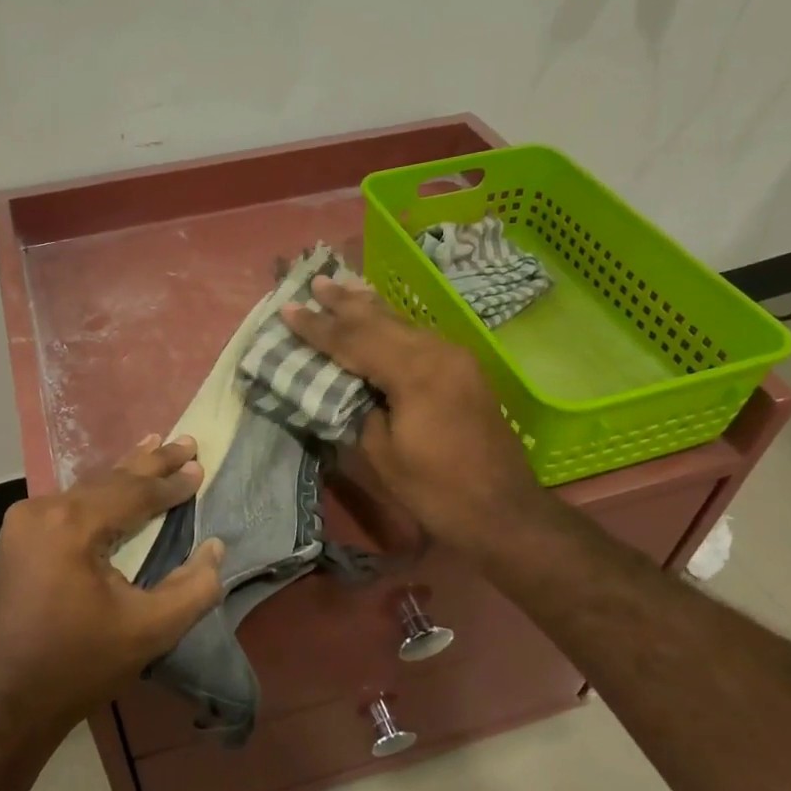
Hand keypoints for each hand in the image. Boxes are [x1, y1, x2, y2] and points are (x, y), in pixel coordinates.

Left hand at [0, 436, 225, 748]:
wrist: (2, 704)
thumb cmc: (78, 667)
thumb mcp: (148, 631)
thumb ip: (193, 588)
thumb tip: (216, 548)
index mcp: (71, 526)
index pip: (133, 493)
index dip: (171, 483)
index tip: (200, 467)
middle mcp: (42, 511)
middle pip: (108, 480)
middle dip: (149, 462)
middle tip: (185, 441)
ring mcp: (23, 523)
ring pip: (86, 488)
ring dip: (123, 473)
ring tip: (152, 445)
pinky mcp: (16, 539)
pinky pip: (68, 503)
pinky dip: (98, 492)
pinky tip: (112, 481)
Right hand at [282, 275, 560, 552]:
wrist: (502, 510)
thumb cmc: (435, 489)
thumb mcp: (382, 453)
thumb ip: (359, 409)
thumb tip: (345, 386)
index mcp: (414, 371)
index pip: (354, 340)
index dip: (318, 327)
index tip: (287, 309)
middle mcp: (438, 352)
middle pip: (380, 321)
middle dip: (344, 303)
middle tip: (316, 280)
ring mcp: (455, 358)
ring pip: (402, 324)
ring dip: (368, 308)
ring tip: (341, 287)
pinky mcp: (464, 370)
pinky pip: (417, 337)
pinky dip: (391, 326)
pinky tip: (379, 319)